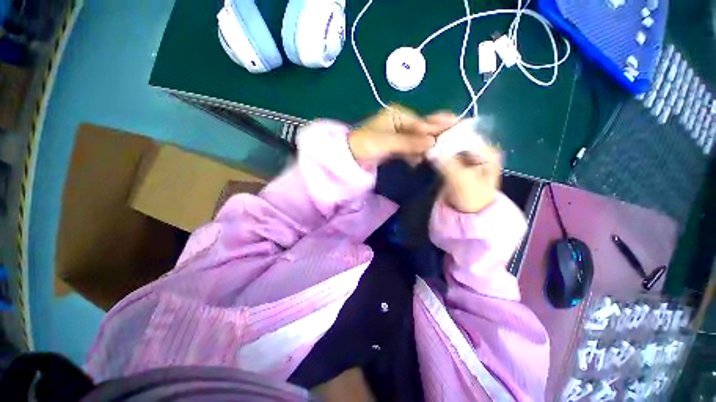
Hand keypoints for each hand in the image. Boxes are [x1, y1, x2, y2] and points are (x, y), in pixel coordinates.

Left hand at [348, 106, 451, 165]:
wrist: (349, 156)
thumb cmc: (365, 144)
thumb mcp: (386, 142)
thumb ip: (408, 142)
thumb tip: (432, 142)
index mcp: (398, 114)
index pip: (421, 122)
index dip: (435, 130)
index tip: (452, 134)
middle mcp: (400, 121)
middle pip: (421, 129)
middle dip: (434, 137)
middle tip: (453, 143)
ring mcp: (399, 133)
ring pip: (417, 140)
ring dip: (426, 148)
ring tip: (440, 154)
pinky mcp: (396, 145)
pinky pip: (411, 148)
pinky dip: (416, 154)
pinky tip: (421, 161)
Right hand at [427, 113, 501, 213]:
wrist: (468, 215)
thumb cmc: (471, 199)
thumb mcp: (462, 181)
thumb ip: (448, 164)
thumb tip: (431, 149)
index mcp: (487, 151)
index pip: (467, 131)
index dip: (449, 128)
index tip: (430, 125)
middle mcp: (477, 150)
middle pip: (457, 135)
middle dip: (440, 133)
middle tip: (422, 130)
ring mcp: (465, 156)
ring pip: (449, 143)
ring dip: (436, 141)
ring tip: (421, 138)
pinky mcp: (455, 163)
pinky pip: (444, 152)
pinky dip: (435, 150)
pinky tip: (425, 149)